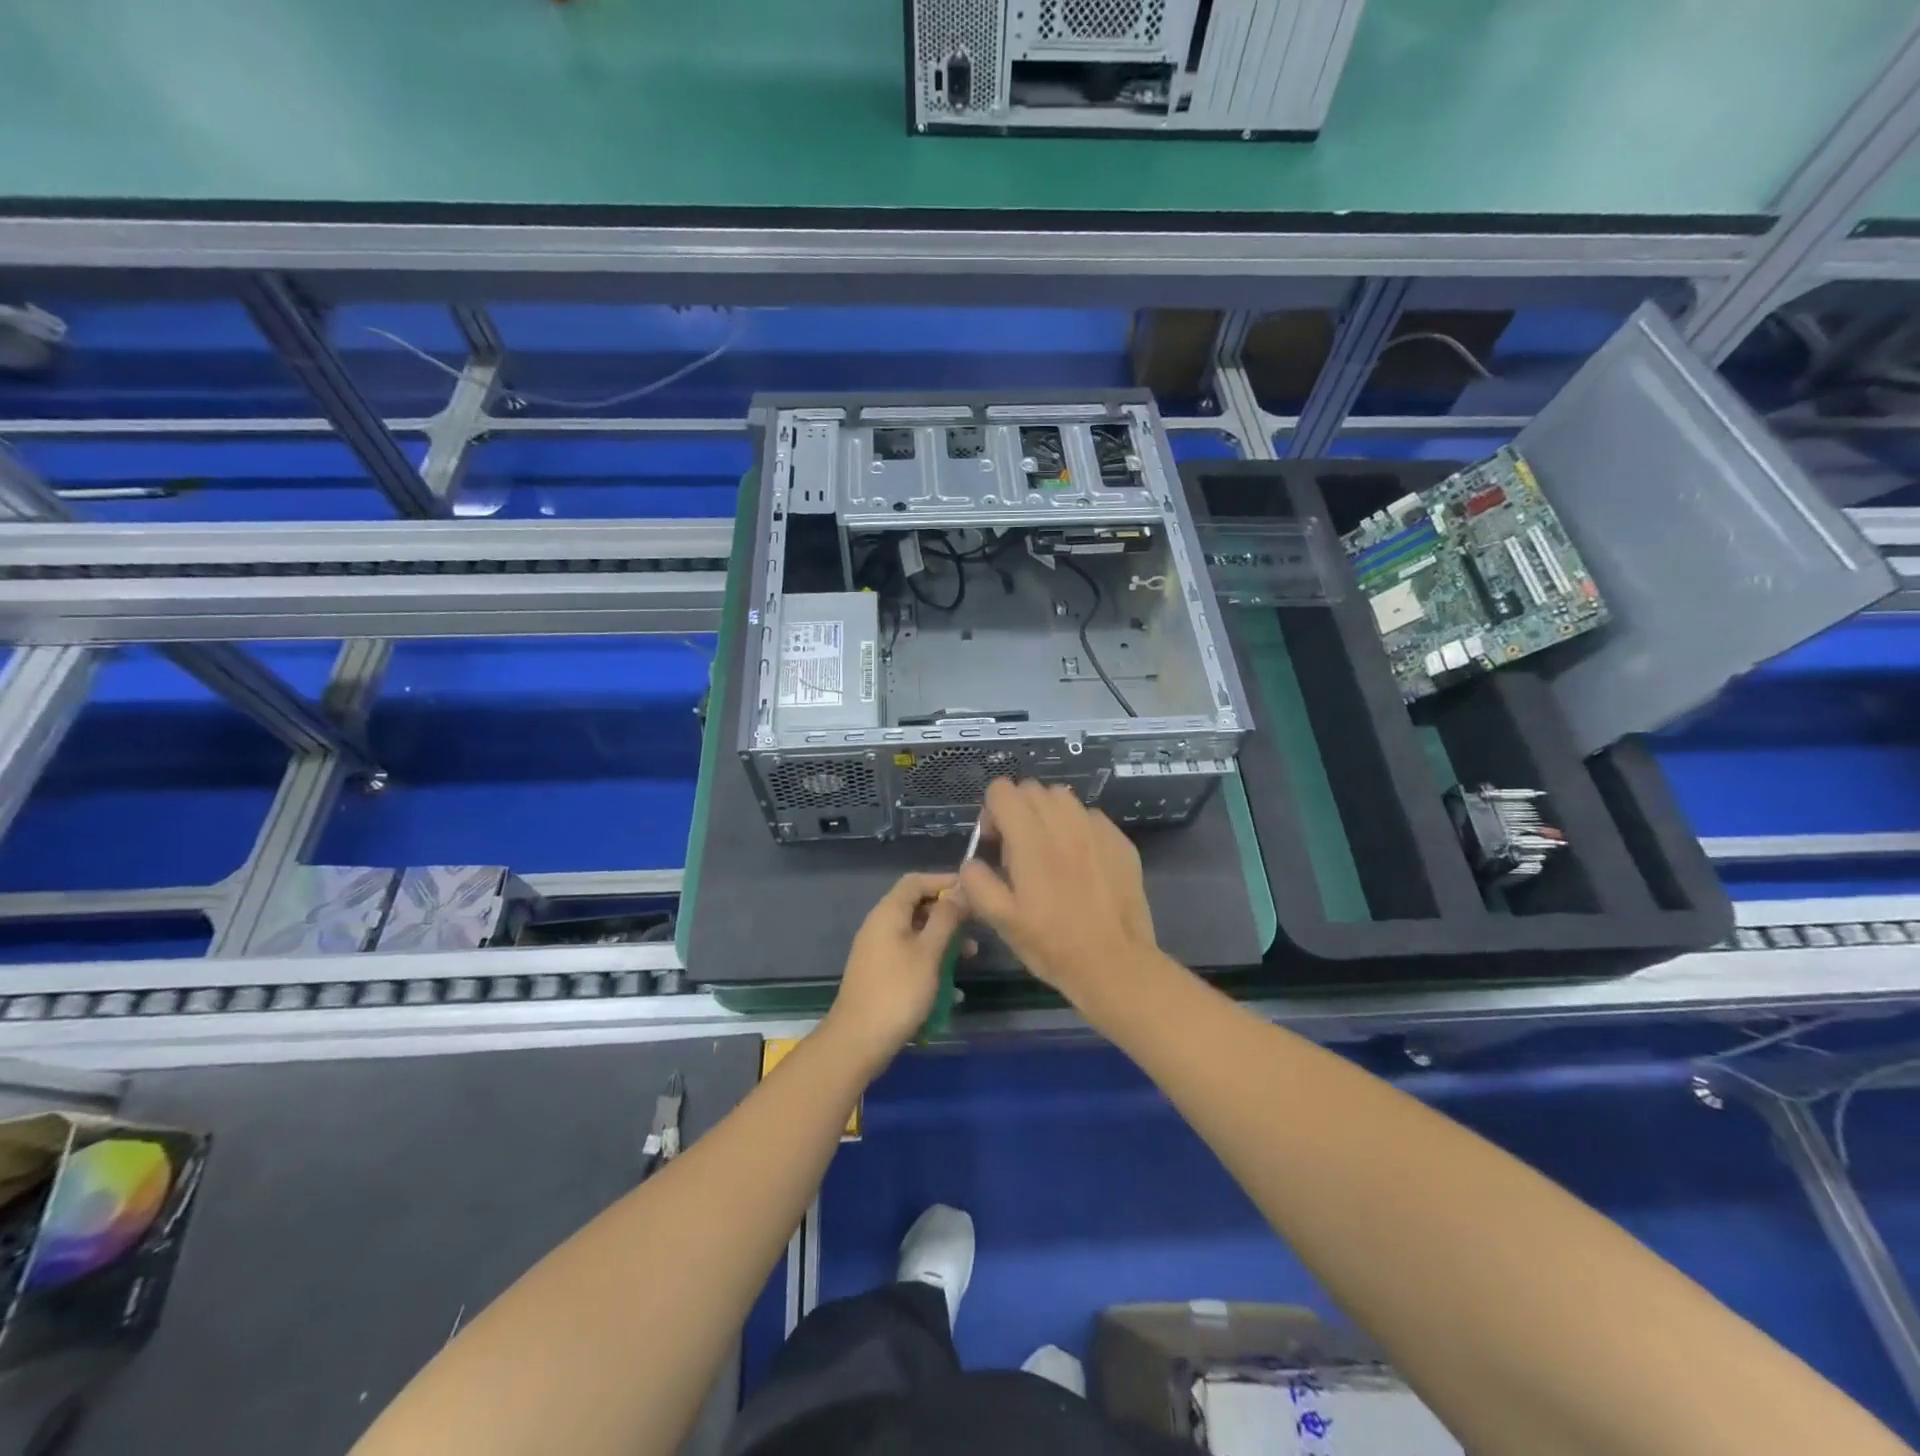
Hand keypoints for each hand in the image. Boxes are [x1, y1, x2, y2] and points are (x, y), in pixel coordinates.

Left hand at [823, 872, 968, 1072]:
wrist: (858, 1041)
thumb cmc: (898, 992)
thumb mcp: (929, 952)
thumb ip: (946, 918)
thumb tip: (960, 889)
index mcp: (888, 913)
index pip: (916, 881)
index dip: (944, 881)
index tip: (972, 891)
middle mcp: (879, 924)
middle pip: (916, 905)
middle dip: (947, 913)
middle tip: (976, 927)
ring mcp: (877, 949)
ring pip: (915, 931)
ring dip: (942, 938)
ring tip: (969, 956)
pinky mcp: (879, 971)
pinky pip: (908, 951)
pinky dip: (929, 956)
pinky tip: (948, 978)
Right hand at [959, 779, 1160, 1006]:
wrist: (1115, 964)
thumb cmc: (1053, 945)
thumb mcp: (1002, 921)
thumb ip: (977, 883)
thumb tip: (971, 862)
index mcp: (1031, 840)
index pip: (1003, 791)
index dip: (992, 812)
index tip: (996, 844)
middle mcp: (1065, 824)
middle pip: (1032, 789)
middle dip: (1019, 811)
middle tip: (1020, 850)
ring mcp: (1097, 830)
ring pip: (1063, 798)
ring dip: (1049, 815)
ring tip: (1050, 851)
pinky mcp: (1120, 841)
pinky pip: (1091, 817)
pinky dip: (1078, 828)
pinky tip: (1081, 862)